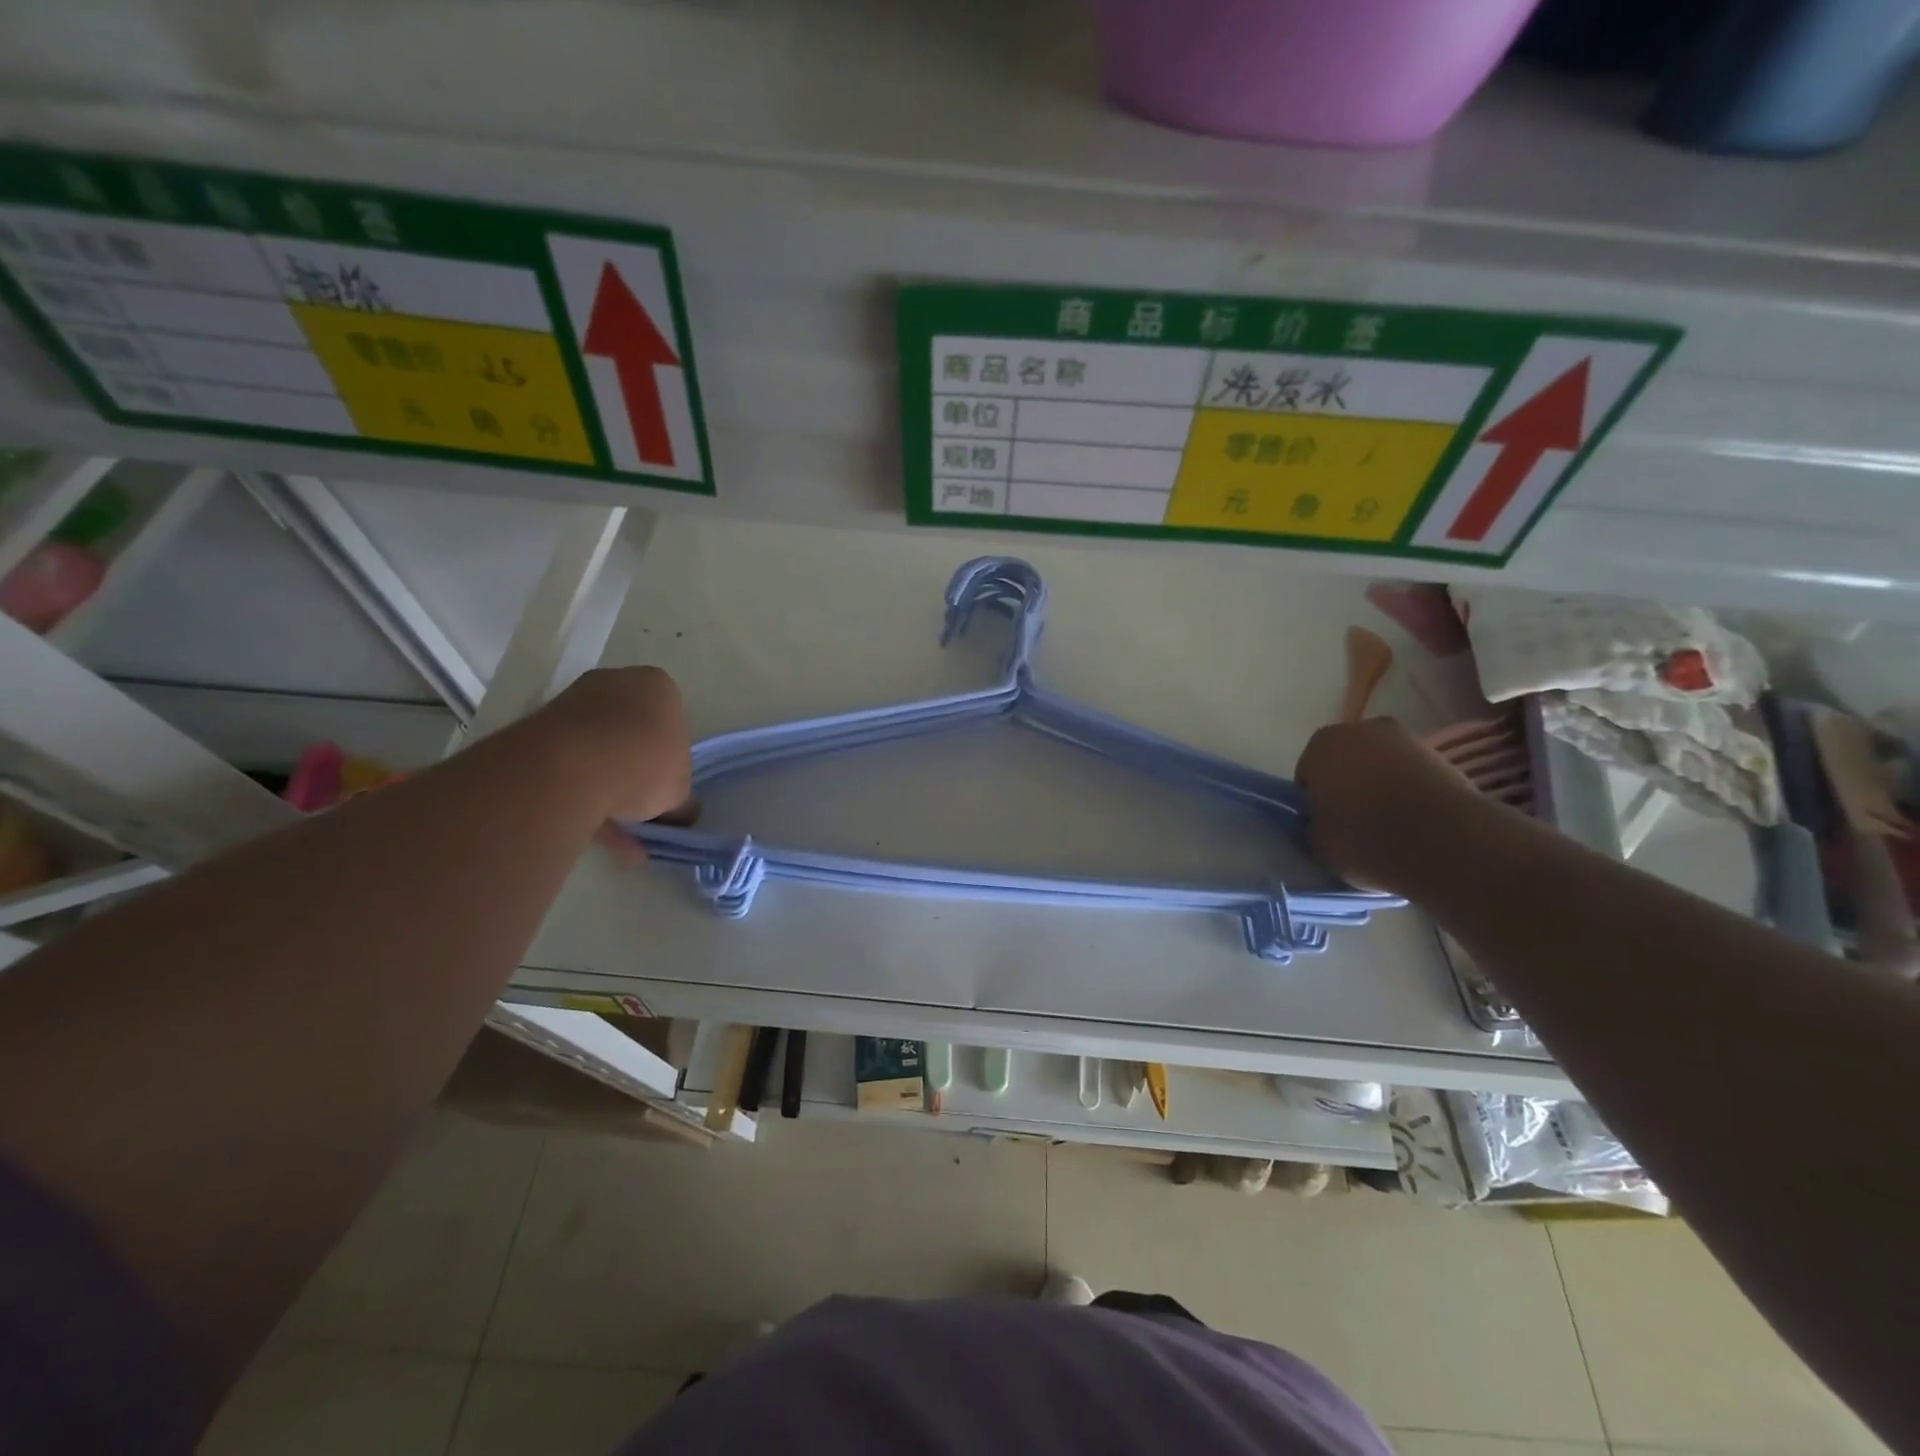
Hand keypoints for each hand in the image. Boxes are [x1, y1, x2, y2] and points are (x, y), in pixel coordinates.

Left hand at [546, 666, 693, 824]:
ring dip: (607, 788)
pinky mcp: (540, 729)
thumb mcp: (680, 791)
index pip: (672, 719)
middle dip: (635, 768)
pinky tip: (594, 833)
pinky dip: (582, 796)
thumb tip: (680, 813)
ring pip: (598, 750)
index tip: (667, 783)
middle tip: (642, 806)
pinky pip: (571, 765)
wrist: (570, 768)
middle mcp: (615, 683)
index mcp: (658, 686)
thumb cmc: (644, 765)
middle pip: (632, 730)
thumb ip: (680, 798)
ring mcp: (573, 703)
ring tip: (618, 834)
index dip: (671, 755)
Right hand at [1294, 718, 1490, 892]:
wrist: (1444, 841)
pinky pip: (1412, 775)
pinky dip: (1410, 792)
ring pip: (1380, 767)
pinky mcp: (1442, 756)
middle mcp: (1361, 730)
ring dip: (1380, 787)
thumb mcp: (1316, 844)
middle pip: (1345, 763)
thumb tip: (1320, 825)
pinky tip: (1416, 822)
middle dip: (1347, 787)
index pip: (1308, 774)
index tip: (1324, 825)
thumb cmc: (1365, 837)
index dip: (1315, 802)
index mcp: (1321, 745)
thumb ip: (1312, 826)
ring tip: (1389, 826)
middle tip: (1354, 824)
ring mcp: (1406, 739)